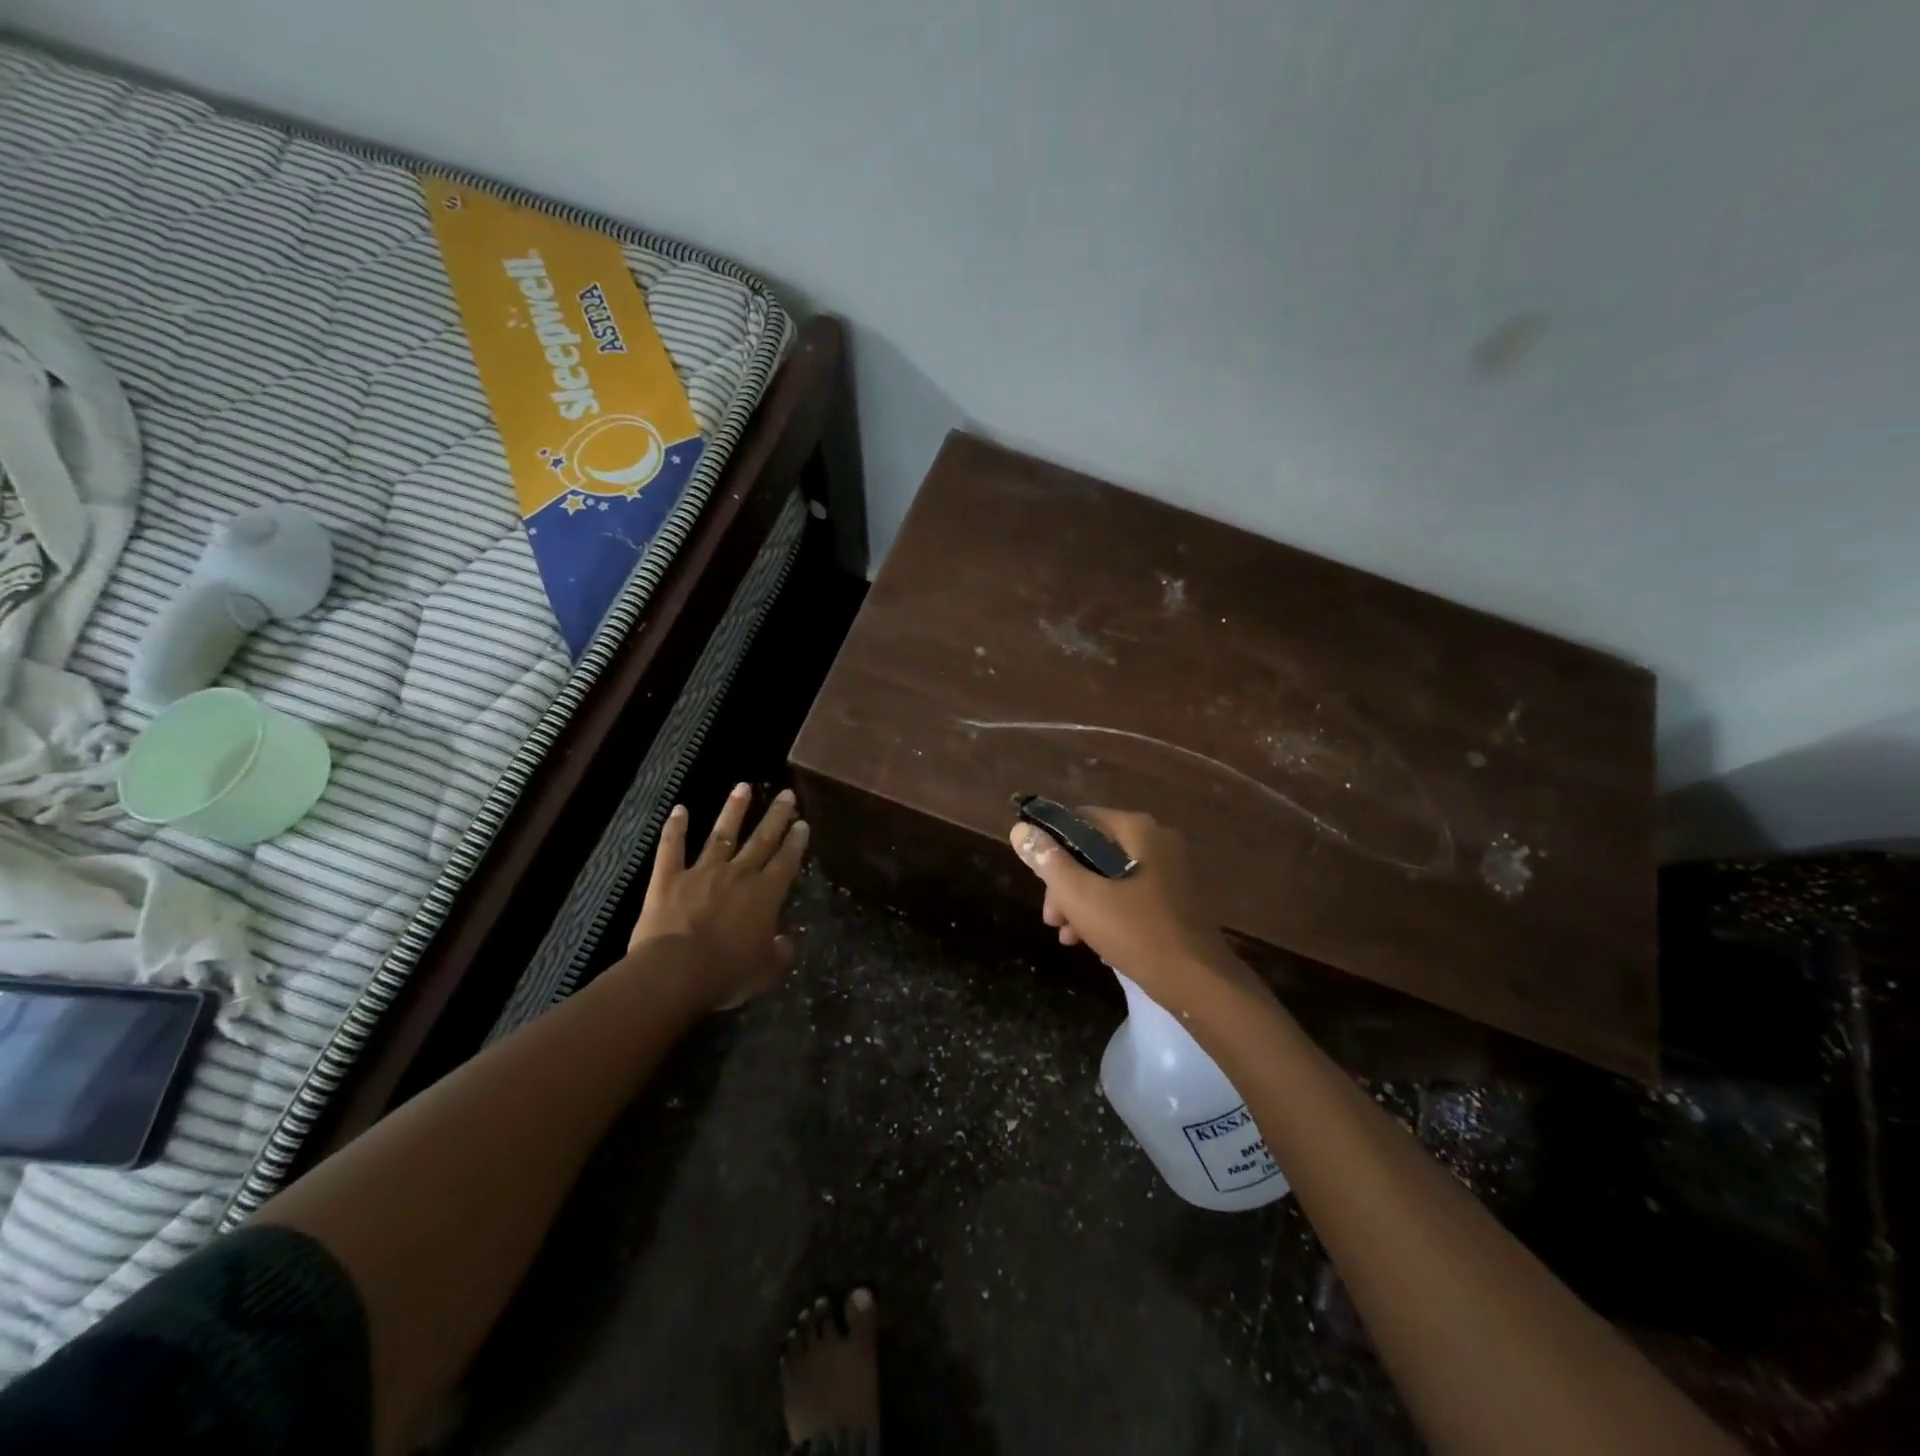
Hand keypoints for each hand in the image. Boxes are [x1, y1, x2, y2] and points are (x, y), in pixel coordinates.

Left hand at [629, 783, 808, 1012]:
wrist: (675, 973)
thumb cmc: (726, 974)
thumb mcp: (765, 971)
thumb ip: (779, 953)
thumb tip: (786, 941)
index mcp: (765, 895)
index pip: (786, 862)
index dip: (796, 842)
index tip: (802, 823)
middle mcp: (737, 875)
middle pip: (760, 840)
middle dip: (775, 816)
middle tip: (786, 794)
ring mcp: (701, 873)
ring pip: (721, 835)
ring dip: (733, 811)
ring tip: (742, 787)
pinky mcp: (668, 879)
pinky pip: (672, 849)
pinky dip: (675, 828)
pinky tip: (679, 809)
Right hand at [1009, 806, 1246, 1010]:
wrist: (1198, 983)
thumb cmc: (1136, 931)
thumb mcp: (1081, 896)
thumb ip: (1048, 861)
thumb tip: (1020, 830)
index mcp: (1137, 829)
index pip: (1079, 820)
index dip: (1050, 845)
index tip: (1037, 879)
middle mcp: (1156, 841)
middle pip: (1093, 851)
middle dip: (1065, 884)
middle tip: (1052, 918)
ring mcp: (1169, 871)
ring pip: (1109, 876)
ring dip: (1081, 902)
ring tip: (1066, 935)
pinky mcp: (1174, 900)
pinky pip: (1129, 895)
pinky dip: (1106, 913)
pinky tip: (1092, 943)